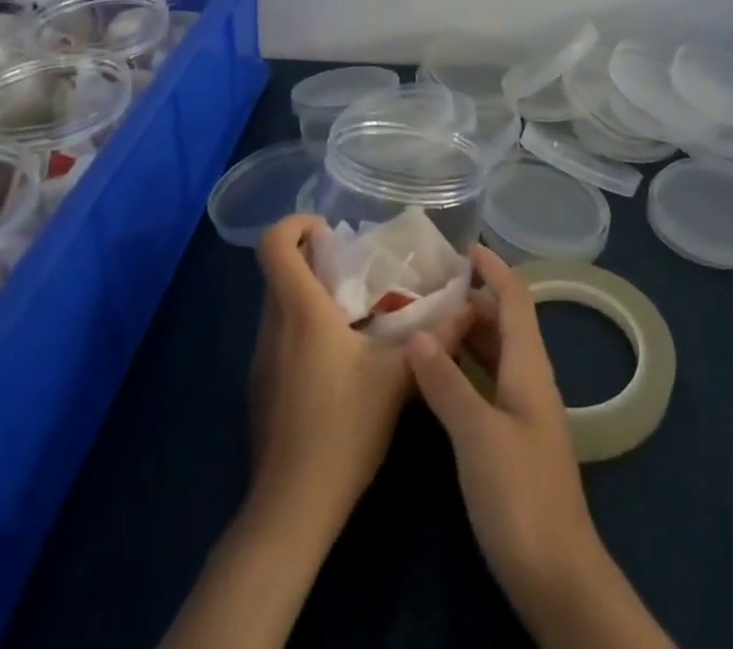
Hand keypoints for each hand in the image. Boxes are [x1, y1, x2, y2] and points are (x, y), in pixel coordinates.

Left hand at [247, 214, 463, 537]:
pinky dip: (304, 323)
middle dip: (313, 257)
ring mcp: (262, 358)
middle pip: (279, 270)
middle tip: (356, 265)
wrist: (292, 509)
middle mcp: (273, 326)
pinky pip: (279, 333)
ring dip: (310, 291)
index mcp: (301, 312)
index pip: (273, 246)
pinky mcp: (262, 385)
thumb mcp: (398, 379)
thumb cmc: (343, 430)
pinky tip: (340, 354)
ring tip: (356, 306)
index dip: (293, 224)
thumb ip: (436, 338)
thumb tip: (470, 307)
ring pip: (279, 302)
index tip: (328, 228)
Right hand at [405, 246, 601, 610]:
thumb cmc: (520, 494)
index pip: (514, 298)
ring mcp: (522, 409)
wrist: (557, 575)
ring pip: (493, 353)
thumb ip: (447, 382)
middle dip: (470, 297)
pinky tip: (433, 374)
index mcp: (529, 365)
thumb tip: (417, 333)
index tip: (463, 247)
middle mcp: (529, 378)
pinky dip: (462, 367)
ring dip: (463, 332)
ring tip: (421, 319)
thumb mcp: (477, 434)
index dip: (493, 268)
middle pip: (502, 322)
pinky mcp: (511, 438)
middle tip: (424, 286)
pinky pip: (486, 383)